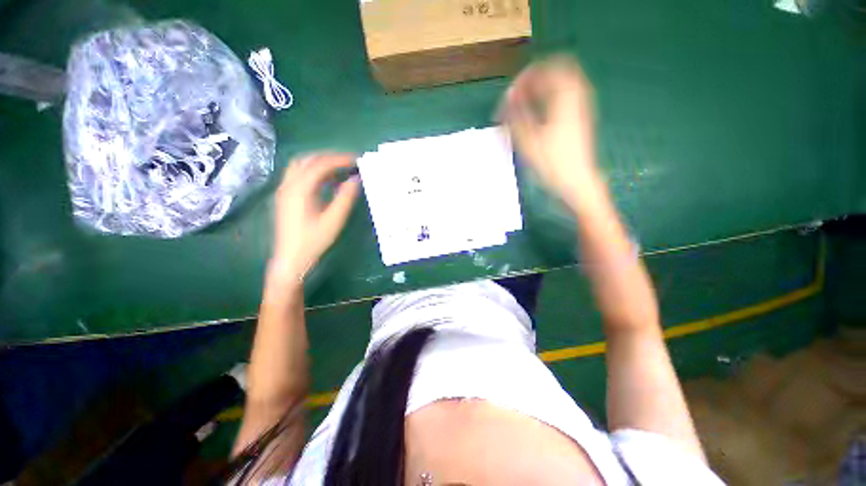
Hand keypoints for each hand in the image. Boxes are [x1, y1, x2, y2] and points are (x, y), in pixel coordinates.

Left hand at [268, 153, 359, 284]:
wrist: (290, 259)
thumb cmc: (313, 241)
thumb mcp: (334, 220)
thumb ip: (345, 198)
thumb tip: (356, 179)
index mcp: (300, 189)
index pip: (321, 164)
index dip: (340, 159)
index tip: (357, 160)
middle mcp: (288, 185)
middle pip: (308, 160)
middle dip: (330, 157)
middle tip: (349, 162)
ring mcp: (284, 190)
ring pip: (301, 166)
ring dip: (321, 163)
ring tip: (340, 169)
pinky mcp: (285, 196)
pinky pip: (299, 175)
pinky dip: (314, 172)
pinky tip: (328, 182)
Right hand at [500, 56, 599, 201]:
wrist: (578, 181)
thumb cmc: (553, 164)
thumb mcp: (529, 142)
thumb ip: (517, 116)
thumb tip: (508, 96)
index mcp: (565, 99)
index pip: (546, 70)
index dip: (525, 77)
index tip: (511, 94)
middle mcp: (577, 96)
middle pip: (558, 69)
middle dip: (536, 77)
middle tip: (519, 93)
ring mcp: (582, 105)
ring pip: (564, 80)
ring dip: (543, 85)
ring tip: (526, 102)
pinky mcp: (581, 116)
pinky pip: (567, 93)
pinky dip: (551, 95)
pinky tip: (539, 111)